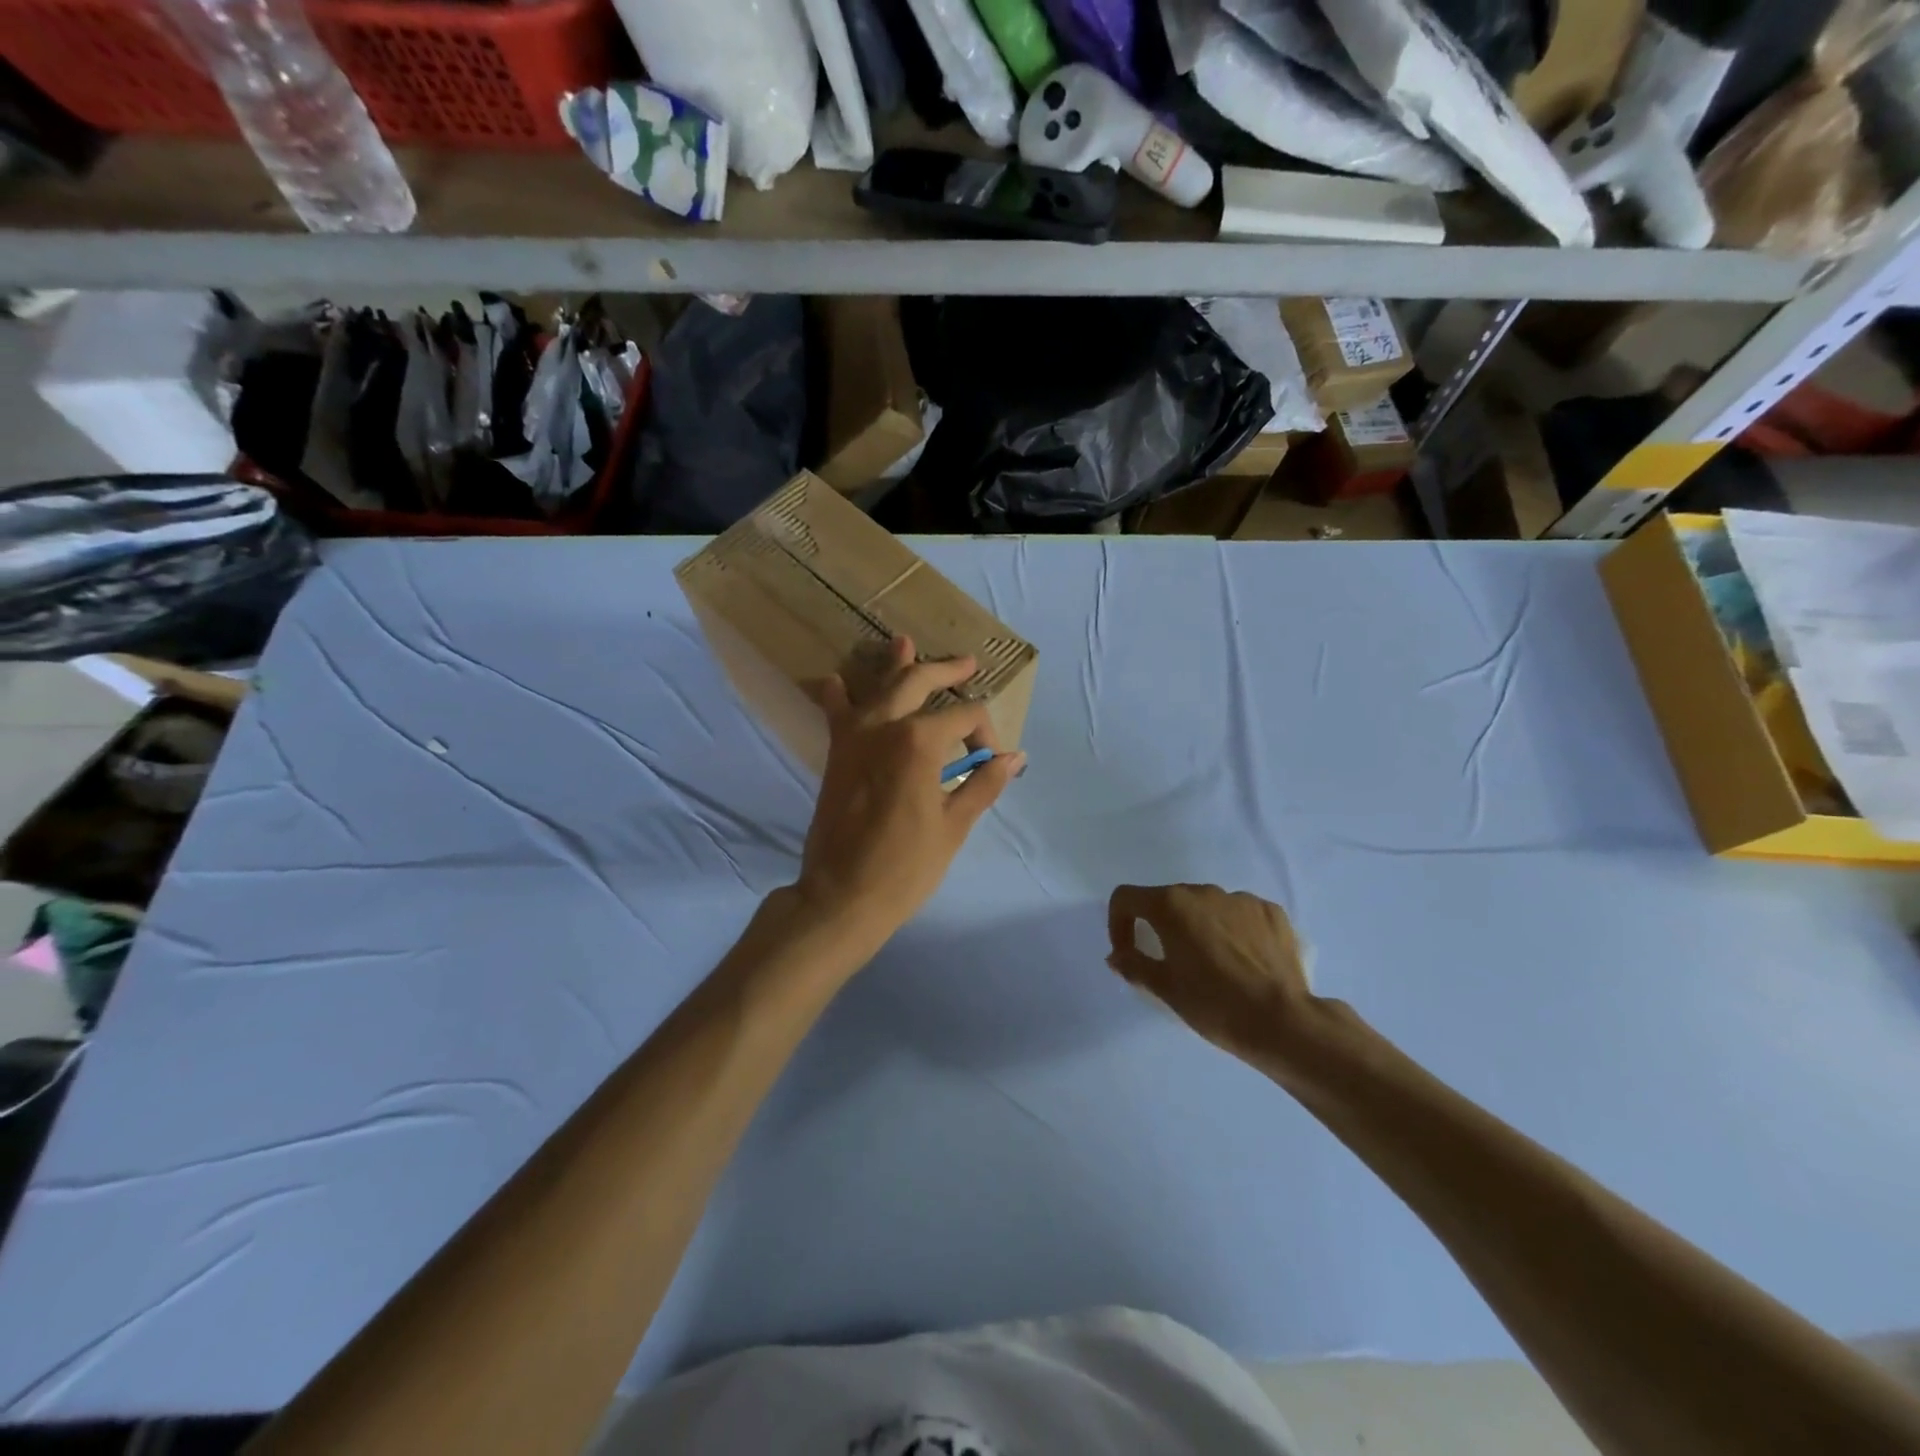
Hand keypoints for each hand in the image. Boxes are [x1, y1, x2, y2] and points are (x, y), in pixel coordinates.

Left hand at [795, 636, 1025, 952]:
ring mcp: (854, 736)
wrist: (843, 894)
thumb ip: (983, 783)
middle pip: (918, 682)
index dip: (985, 733)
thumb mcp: (954, 825)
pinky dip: (838, 695)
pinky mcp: (836, 753)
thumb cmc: (906, 865)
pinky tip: (836, 681)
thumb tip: (1014, 757)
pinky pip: (837, 713)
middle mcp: (884, 726)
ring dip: (894, 665)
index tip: (990, 760)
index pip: (964, 717)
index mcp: (920, 741)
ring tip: (903, 642)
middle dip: (946, 670)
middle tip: (966, 663)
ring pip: (877, 688)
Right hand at [1107, 884, 1312, 1067]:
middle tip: (1171, 962)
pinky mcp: (1271, 912)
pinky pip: (1240, 914)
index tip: (1128, 952)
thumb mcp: (1165, 988)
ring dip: (1199, 927)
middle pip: (1168, 900)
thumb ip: (1134, 964)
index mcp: (1171, 905)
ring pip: (1207, 907)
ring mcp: (1241, 899)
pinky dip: (1233, 930)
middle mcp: (1203, 892)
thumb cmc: (1214, 1004)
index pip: (1126, 898)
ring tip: (1213, 964)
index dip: (1118, 923)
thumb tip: (1117, 955)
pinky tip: (1243, 961)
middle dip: (1161, 926)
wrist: (1283, 1022)